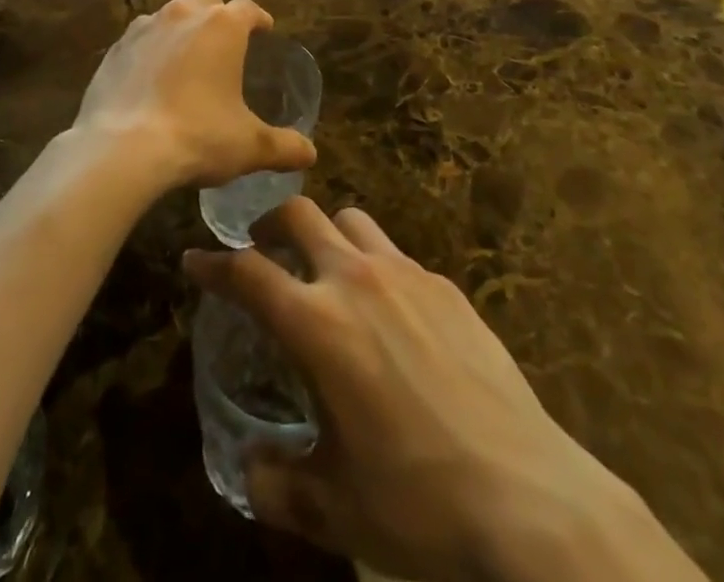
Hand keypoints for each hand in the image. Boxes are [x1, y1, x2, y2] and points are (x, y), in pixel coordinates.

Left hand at [74, 0, 316, 190]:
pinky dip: (151, 50)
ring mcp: (144, 28)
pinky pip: (140, 40)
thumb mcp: (249, 146)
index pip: (248, 9)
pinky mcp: (115, 49)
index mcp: (222, 26)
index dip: (259, 19)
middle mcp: (183, 14)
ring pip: (170, 15)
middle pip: (207, 1)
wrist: (123, 149)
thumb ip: (283, 146)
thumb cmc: (198, 137)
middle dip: (218, 15)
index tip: (265, 30)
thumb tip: (310, 154)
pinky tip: (151, 78)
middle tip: (225, 43)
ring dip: (182, 29)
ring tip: (187, 59)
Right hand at [184, 200, 707, 581]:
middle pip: (300, 215)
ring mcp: (407, 275)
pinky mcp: (447, 286)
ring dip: (326, 235)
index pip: (248, 273)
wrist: (528, 496)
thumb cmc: (419, 503)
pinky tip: (389, 313)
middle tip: (262, 250)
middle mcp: (357, 280)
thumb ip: (279, 484)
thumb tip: (251, 470)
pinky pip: (397, 254)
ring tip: (324, 271)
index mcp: (318, 325)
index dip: (214, 264)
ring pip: (351, 221)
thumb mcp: (335, 508)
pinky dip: (376, 266)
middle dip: (270, 224)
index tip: (195, 260)